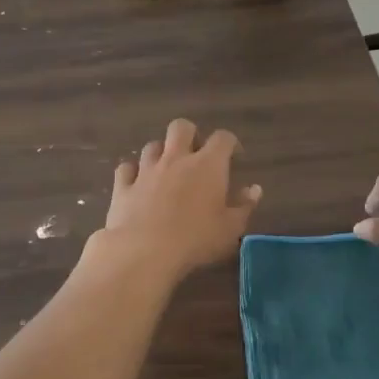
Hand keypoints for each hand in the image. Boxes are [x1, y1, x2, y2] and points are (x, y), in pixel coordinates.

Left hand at [102, 119, 261, 280]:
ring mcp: (146, 170)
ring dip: (161, 153)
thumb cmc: (196, 239)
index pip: (223, 138)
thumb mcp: (230, 228)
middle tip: (195, 155)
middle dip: (190, 135)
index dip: (230, 143)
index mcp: (208, 165)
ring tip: (166, 169)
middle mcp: (176, 158)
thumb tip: (254, 189)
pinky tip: (136, 183)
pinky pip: (126, 168)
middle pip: (181, 127)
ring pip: (152, 145)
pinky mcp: (123, 186)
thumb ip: (244, 206)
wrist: (144, 251)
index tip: (234, 157)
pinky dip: (132, 172)